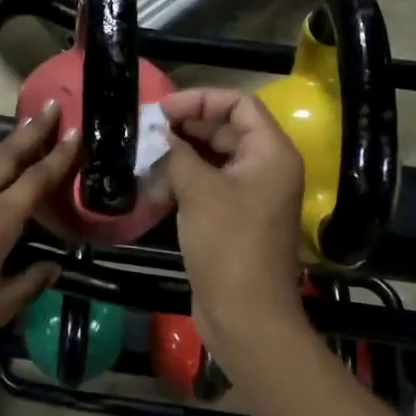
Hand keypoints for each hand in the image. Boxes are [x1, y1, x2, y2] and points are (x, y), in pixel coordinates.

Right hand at [160, 89, 309, 360]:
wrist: (245, 316)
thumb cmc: (227, 245)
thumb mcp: (198, 190)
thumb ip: (176, 152)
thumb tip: (158, 132)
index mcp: (271, 153)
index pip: (239, 104)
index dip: (200, 100)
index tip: (162, 110)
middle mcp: (266, 168)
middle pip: (226, 129)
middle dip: (186, 126)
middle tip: (146, 130)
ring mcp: (252, 194)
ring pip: (214, 157)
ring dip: (181, 154)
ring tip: (145, 156)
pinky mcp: (235, 217)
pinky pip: (210, 184)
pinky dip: (184, 179)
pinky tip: (153, 185)